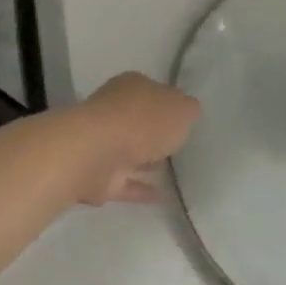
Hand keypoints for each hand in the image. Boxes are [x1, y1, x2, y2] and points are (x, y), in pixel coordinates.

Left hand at [68, 72, 200, 204]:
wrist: (97, 154)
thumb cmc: (142, 121)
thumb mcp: (180, 108)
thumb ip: (187, 109)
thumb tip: (187, 110)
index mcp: (131, 87)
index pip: (153, 91)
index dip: (169, 103)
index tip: (184, 118)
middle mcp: (115, 111)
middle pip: (140, 121)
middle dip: (157, 132)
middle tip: (181, 146)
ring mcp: (105, 144)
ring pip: (132, 151)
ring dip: (149, 161)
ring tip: (177, 174)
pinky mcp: (100, 176)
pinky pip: (128, 182)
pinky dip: (144, 189)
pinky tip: (166, 197)